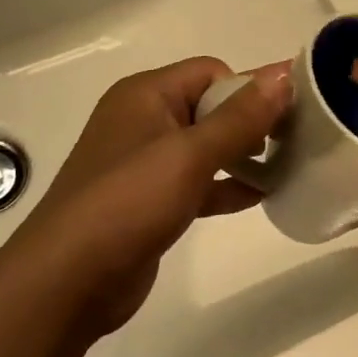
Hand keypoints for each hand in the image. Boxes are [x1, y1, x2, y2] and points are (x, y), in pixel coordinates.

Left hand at [15, 57, 289, 338]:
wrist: (66, 284)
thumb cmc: (127, 204)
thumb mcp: (189, 155)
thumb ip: (240, 117)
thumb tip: (285, 73)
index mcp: (146, 94)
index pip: (211, 72)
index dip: (247, 90)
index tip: (283, 119)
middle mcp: (144, 120)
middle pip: (210, 106)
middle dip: (250, 122)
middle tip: (292, 144)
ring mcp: (145, 162)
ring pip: (206, 146)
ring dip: (243, 155)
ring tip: (287, 168)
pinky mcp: (150, 201)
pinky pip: (198, 181)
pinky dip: (227, 185)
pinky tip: (262, 197)